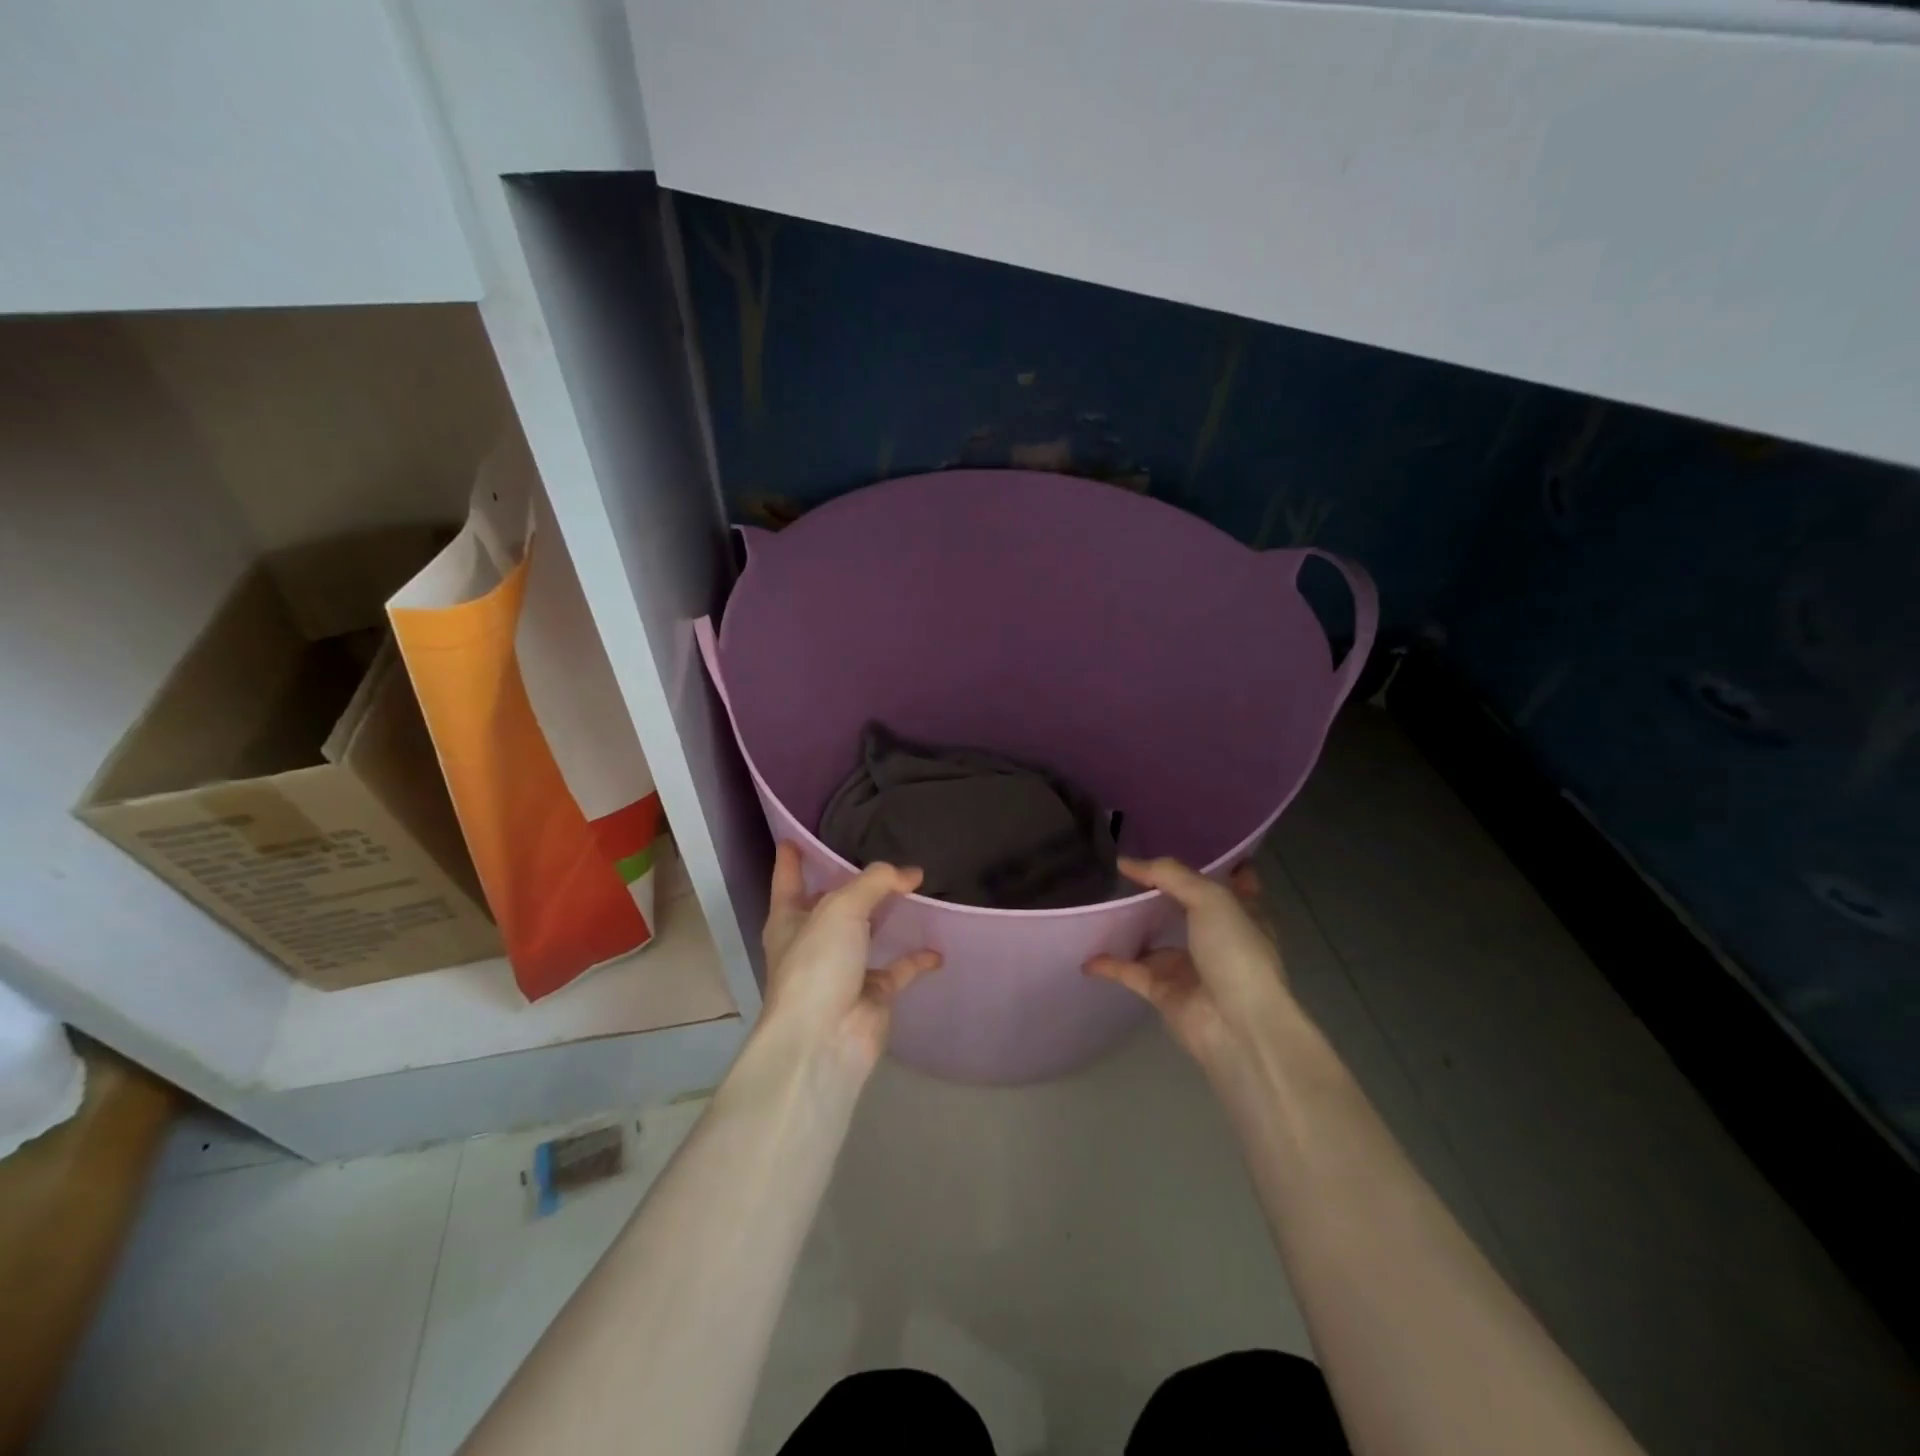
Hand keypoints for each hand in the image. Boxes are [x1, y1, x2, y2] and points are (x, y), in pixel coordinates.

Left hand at [758, 841, 941, 1072]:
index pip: (788, 880)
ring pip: (867, 933)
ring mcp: (843, 969)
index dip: (791, 859)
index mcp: (789, 919)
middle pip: (832, 904)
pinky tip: (937, 947)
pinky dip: (917, 958)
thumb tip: (911, 874)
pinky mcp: (872, 994)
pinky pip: (898, 969)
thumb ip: (876, 882)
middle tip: (878, 856)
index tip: (795, 838)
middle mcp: (813, 941)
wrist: (824, 1040)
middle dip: (850, 884)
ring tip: (915, 888)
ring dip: (887, 915)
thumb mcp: (841, 908)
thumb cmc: (817, 964)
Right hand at [1085, 857, 1293, 1068]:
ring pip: (1155, 942)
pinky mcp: (1164, 993)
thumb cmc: (1236, 953)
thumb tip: (1125, 862)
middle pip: (1187, 909)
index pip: (1231, 883)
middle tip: (1127, 869)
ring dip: (1132, 928)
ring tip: (1100, 903)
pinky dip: (1109, 964)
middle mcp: (1217, 940)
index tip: (1184, 844)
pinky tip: (1086, 954)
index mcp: (1241, 915)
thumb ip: (1169, 875)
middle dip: (1163, 892)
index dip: (1212, 864)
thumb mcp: (1210, 899)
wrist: (1238, 1027)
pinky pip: (1130, 972)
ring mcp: (1190, 968)